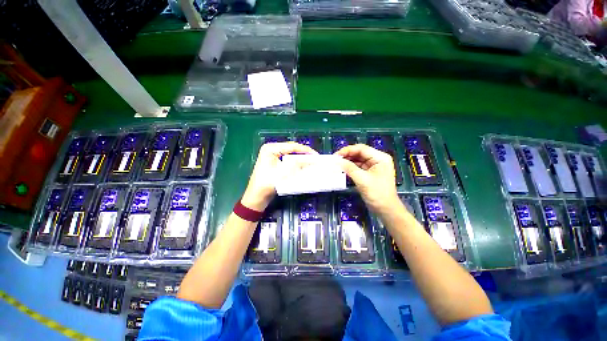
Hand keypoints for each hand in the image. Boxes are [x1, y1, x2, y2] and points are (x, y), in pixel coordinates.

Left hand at [241, 142, 317, 210]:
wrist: (256, 198)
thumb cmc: (266, 185)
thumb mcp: (282, 173)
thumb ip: (297, 165)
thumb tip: (311, 161)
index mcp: (270, 148)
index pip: (292, 146)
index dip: (305, 150)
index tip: (316, 156)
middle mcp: (272, 149)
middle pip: (292, 149)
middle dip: (304, 154)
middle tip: (315, 159)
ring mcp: (273, 156)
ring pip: (292, 155)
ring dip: (301, 159)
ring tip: (311, 162)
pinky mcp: (275, 163)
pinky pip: (289, 161)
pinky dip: (296, 164)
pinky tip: (303, 166)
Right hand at [335, 144, 400, 213]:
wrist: (385, 209)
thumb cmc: (377, 194)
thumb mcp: (362, 180)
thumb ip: (349, 168)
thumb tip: (336, 161)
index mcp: (380, 158)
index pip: (361, 149)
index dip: (347, 150)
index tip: (336, 155)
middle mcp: (377, 159)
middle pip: (359, 153)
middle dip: (347, 155)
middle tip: (334, 160)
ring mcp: (374, 166)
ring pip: (358, 159)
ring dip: (348, 161)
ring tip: (337, 164)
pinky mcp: (369, 172)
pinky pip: (358, 166)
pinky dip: (350, 167)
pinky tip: (343, 169)